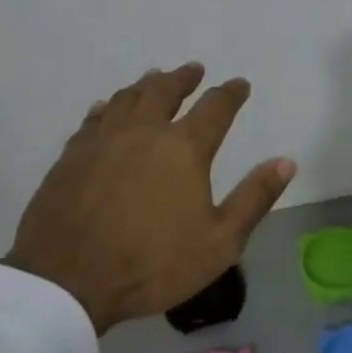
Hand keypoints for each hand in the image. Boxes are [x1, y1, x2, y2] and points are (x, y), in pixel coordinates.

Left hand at [7, 63, 295, 333]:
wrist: (64, 282)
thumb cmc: (151, 264)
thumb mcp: (219, 242)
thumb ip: (254, 198)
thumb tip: (286, 161)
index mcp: (183, 148)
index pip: (215, 107)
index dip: (231, 93)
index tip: (240, 84)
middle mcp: (144, 132)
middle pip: (165, 90)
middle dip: (184, 78)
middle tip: (194, 70)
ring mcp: (102, 141)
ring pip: (127, 98)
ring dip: (146, 85)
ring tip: (155, 79)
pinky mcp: (71, 157)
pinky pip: (94, 119)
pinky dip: (108, 107)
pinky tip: (107, 108)